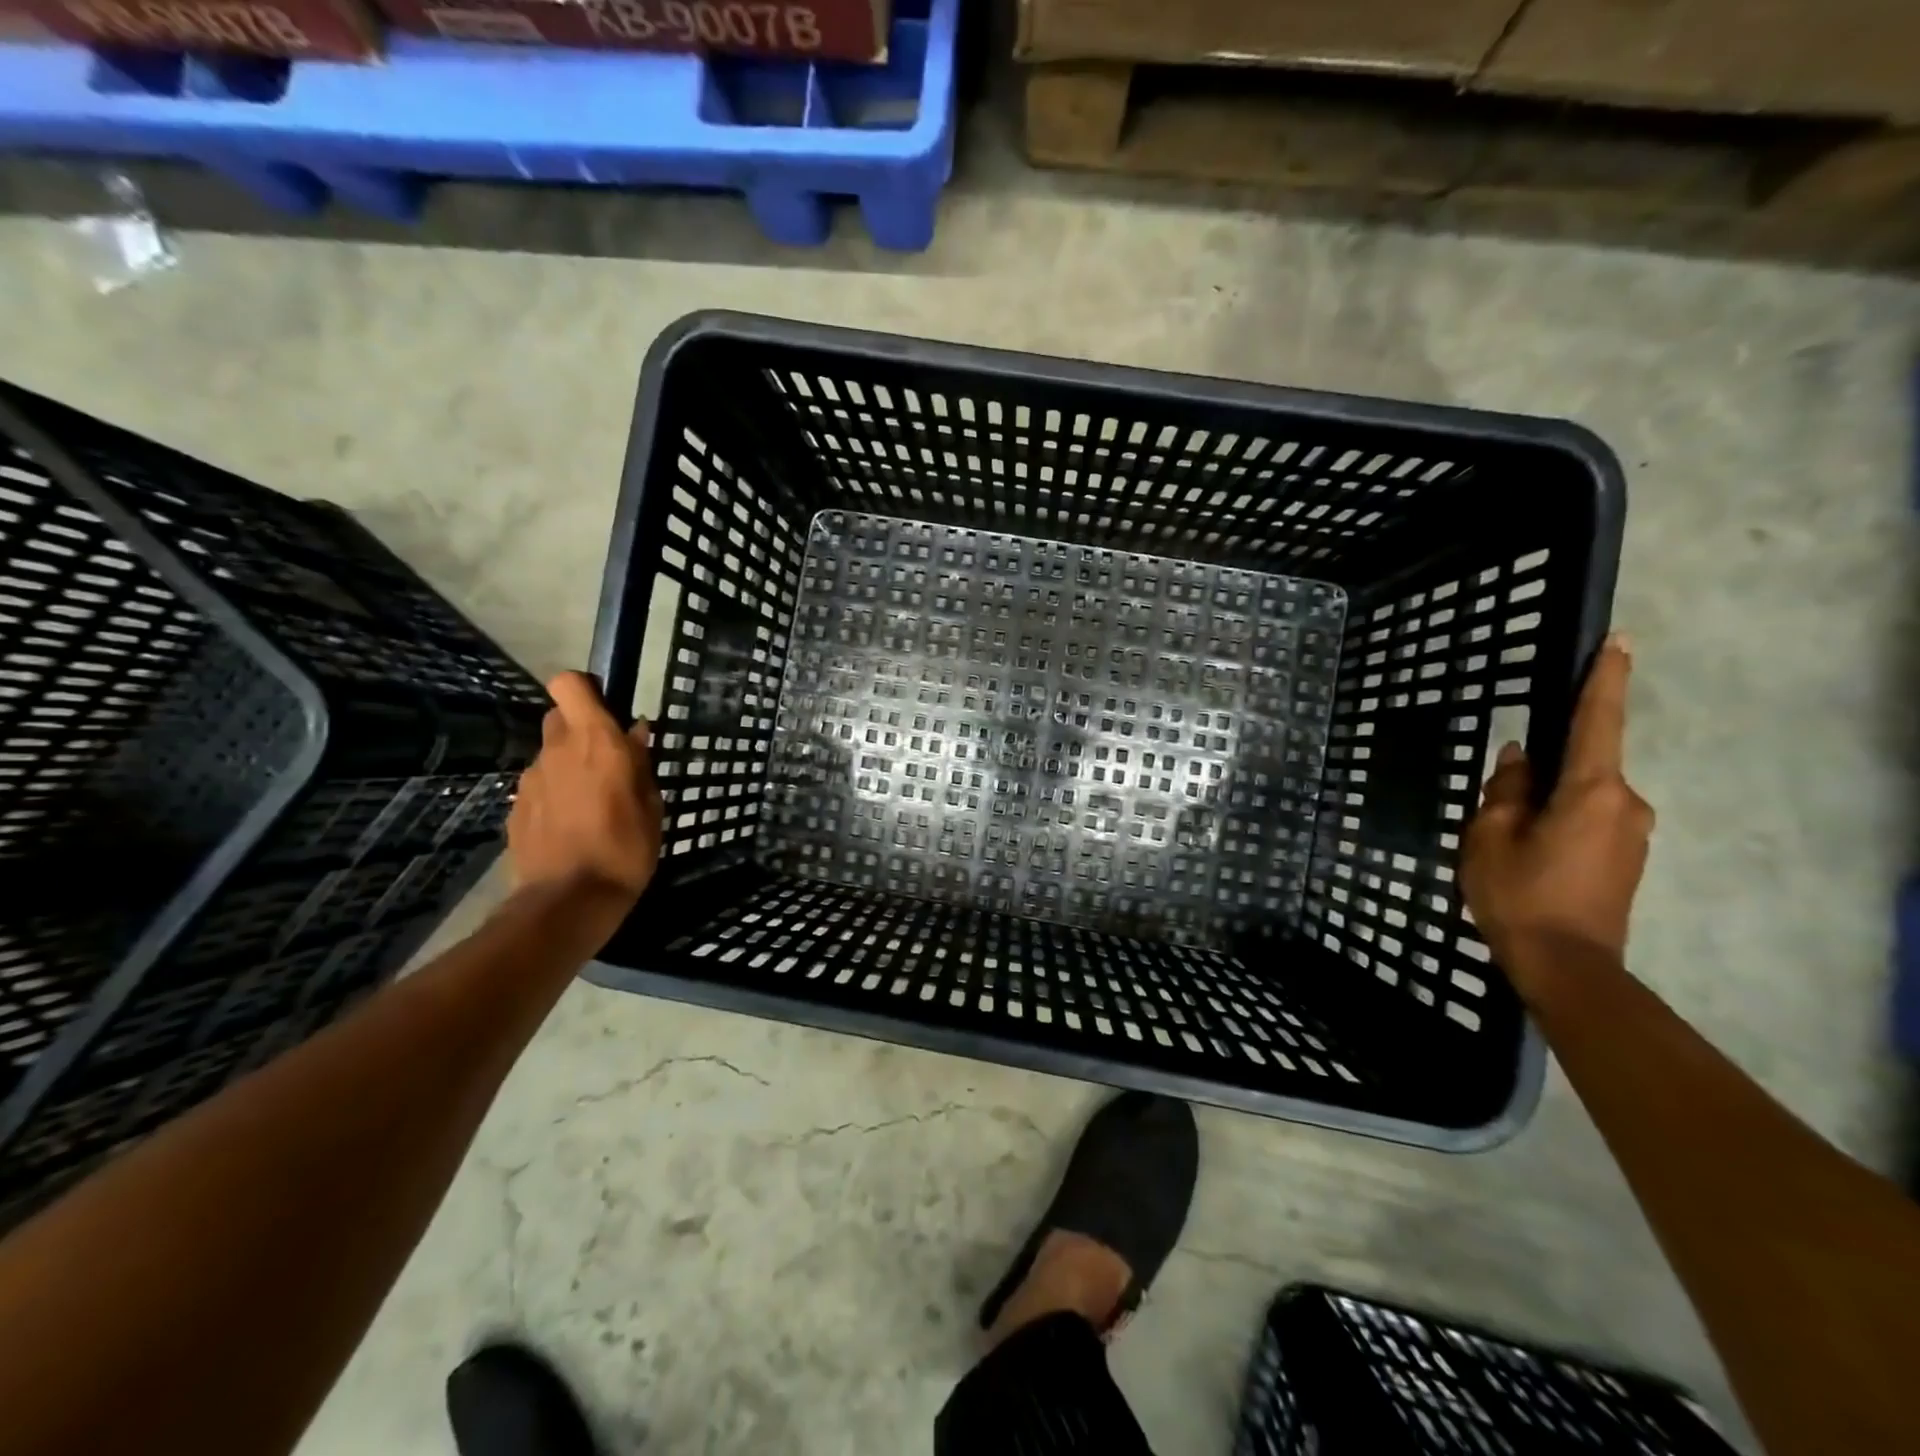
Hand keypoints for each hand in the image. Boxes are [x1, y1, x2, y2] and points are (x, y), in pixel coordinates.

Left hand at [508, 672, 663, 907]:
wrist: (568, 901)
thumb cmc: (625, 849)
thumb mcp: (651, 806)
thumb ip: (640, 763)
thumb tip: (635, 731)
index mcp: (596, 742)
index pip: (569, 685)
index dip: (585, 689)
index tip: (606, 709)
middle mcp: (557, 751)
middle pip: (559, 717)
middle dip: (580, 730)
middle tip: (606, 761)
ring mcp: (530, 780)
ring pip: (550, 756)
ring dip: (569, 767)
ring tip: (592, 804)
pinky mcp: (515, 808)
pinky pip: (540, 787)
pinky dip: (555, 796)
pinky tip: (572, 826)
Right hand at [1461, 635, 1654, 996]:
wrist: (1565, 965)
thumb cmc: (1519, 893)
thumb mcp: (1490, 835)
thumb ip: (1506, 790)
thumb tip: (1520, 759)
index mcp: (1593, 791)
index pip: (1598, 722)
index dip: (1604, 680)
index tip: (1617, 642)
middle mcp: (1626, 804)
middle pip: (1583, 765)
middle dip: (1544, 769)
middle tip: (1499, 801)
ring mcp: (1632, 833)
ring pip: (1582, 796)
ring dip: (1547, 801)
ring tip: (1506, 835)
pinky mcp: (1627, 859)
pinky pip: (1589, 820)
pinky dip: (1558, 821)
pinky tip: (1527, 852)